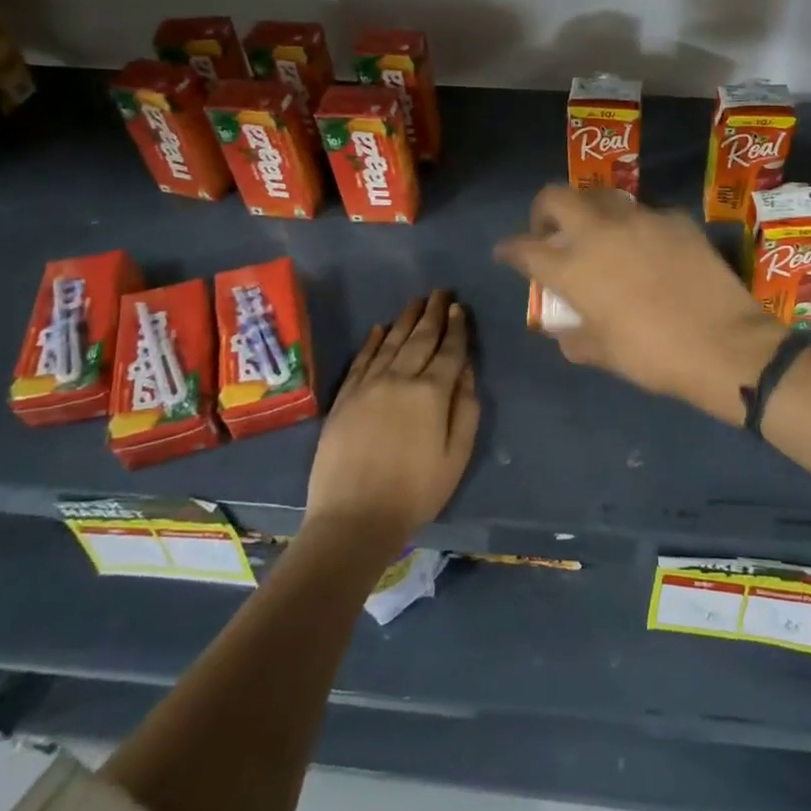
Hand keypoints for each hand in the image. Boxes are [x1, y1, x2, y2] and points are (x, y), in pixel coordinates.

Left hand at [305, 290, 478, 549]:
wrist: (354, 518)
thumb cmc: (416, 491)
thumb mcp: (457, 455)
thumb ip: (466, 409)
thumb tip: (467, 371)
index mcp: (431, 393)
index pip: (449, 351)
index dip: (457, 328)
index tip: (460, 308)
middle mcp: (399, 379)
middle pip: (420, 338)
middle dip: (433, 313)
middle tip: (441, 292)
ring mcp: (368, 386)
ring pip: (391, 343)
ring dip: (406, 319)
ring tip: (417, 301)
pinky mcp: (344, 399)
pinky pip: (362, 360)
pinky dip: (373, 342)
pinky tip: (380, 328)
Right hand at [495, 186, 783, 425]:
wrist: (724, 345)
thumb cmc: (654, 356)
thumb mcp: (603, 354)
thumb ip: (574, 337)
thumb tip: (564, 330)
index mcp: (574, 267)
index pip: (525, 249)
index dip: (509, 250)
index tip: (505, 253)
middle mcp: (600, 232)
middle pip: (556, 197)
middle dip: (543, 210)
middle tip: (550, 230)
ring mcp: (640, 219)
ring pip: (601, 196)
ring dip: (589, 210)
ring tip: (597, 233)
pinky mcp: (675, 218)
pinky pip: (645, 213)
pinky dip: (635, 226)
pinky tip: (648, 247)